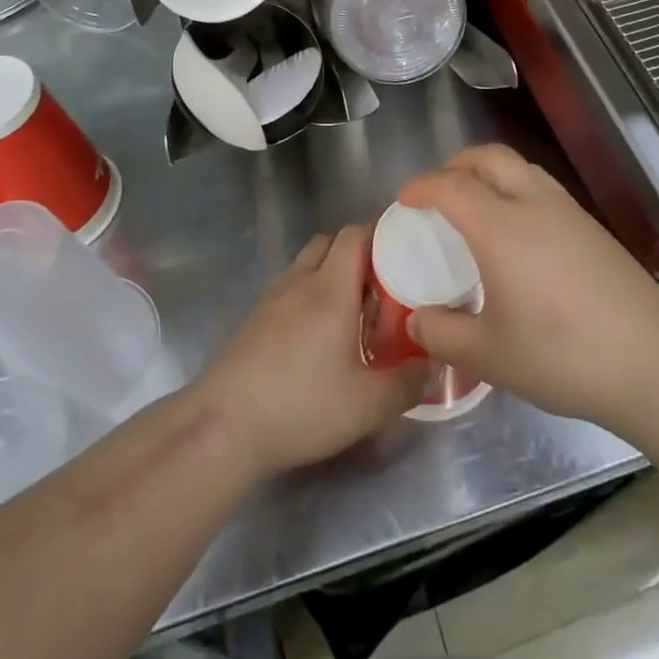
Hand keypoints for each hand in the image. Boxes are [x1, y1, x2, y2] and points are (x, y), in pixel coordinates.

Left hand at [197, 225, 428, 478]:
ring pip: (306, 264)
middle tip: (384, 284)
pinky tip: (318, 335)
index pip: (355, 233)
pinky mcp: (254, 319)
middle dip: (358, 252)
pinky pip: (289, 288)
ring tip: (353, 310)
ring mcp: (272, 298)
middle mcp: (300, 281)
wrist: (224, 425)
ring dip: (330, 273)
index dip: (381, 233)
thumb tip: (435, 364)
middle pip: (330, 241)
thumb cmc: (301, 405)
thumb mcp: (367, 405)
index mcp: (331, 287)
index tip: (405, 250)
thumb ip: (407, 383)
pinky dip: (308, 295)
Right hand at [397, 146, 658, 429]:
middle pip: (487, 157)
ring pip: (518, 166)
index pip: (450, 185)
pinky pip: (540, 186)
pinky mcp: (590, 225)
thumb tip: (417, 321)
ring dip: (488, 172)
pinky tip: (516, 232)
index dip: (421, 186)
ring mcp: (567, 209)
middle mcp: (532, 203)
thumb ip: (443, 335)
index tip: (403, 200)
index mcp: (500, 226)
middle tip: (437, 194)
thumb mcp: (490, 356)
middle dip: (455, 165)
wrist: (651, 360)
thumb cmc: (561, 355)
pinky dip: (514, 189)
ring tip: (474, 207)